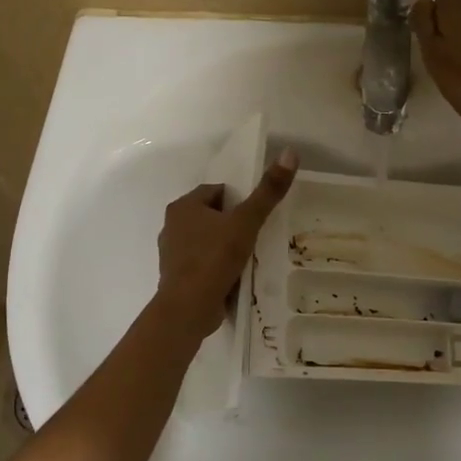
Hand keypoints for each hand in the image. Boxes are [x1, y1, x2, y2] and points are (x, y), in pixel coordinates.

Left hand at [153, 150, 298, 337]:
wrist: (188, 308)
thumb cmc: (214, 259)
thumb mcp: (246, 222)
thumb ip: (267, 192)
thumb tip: (289, 152)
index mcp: (183, 206)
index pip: (216, 191)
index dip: (238, 201)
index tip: (255, 216)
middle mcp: (172, 225)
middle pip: (211, 216)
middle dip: (231, 224)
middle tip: (255, 236)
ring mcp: (171, 253)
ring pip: (205, 240)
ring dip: (224, 246)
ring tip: (247, 258)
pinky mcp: (176, 277)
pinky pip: (202, 263)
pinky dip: (216, 266)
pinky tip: (233, 277)